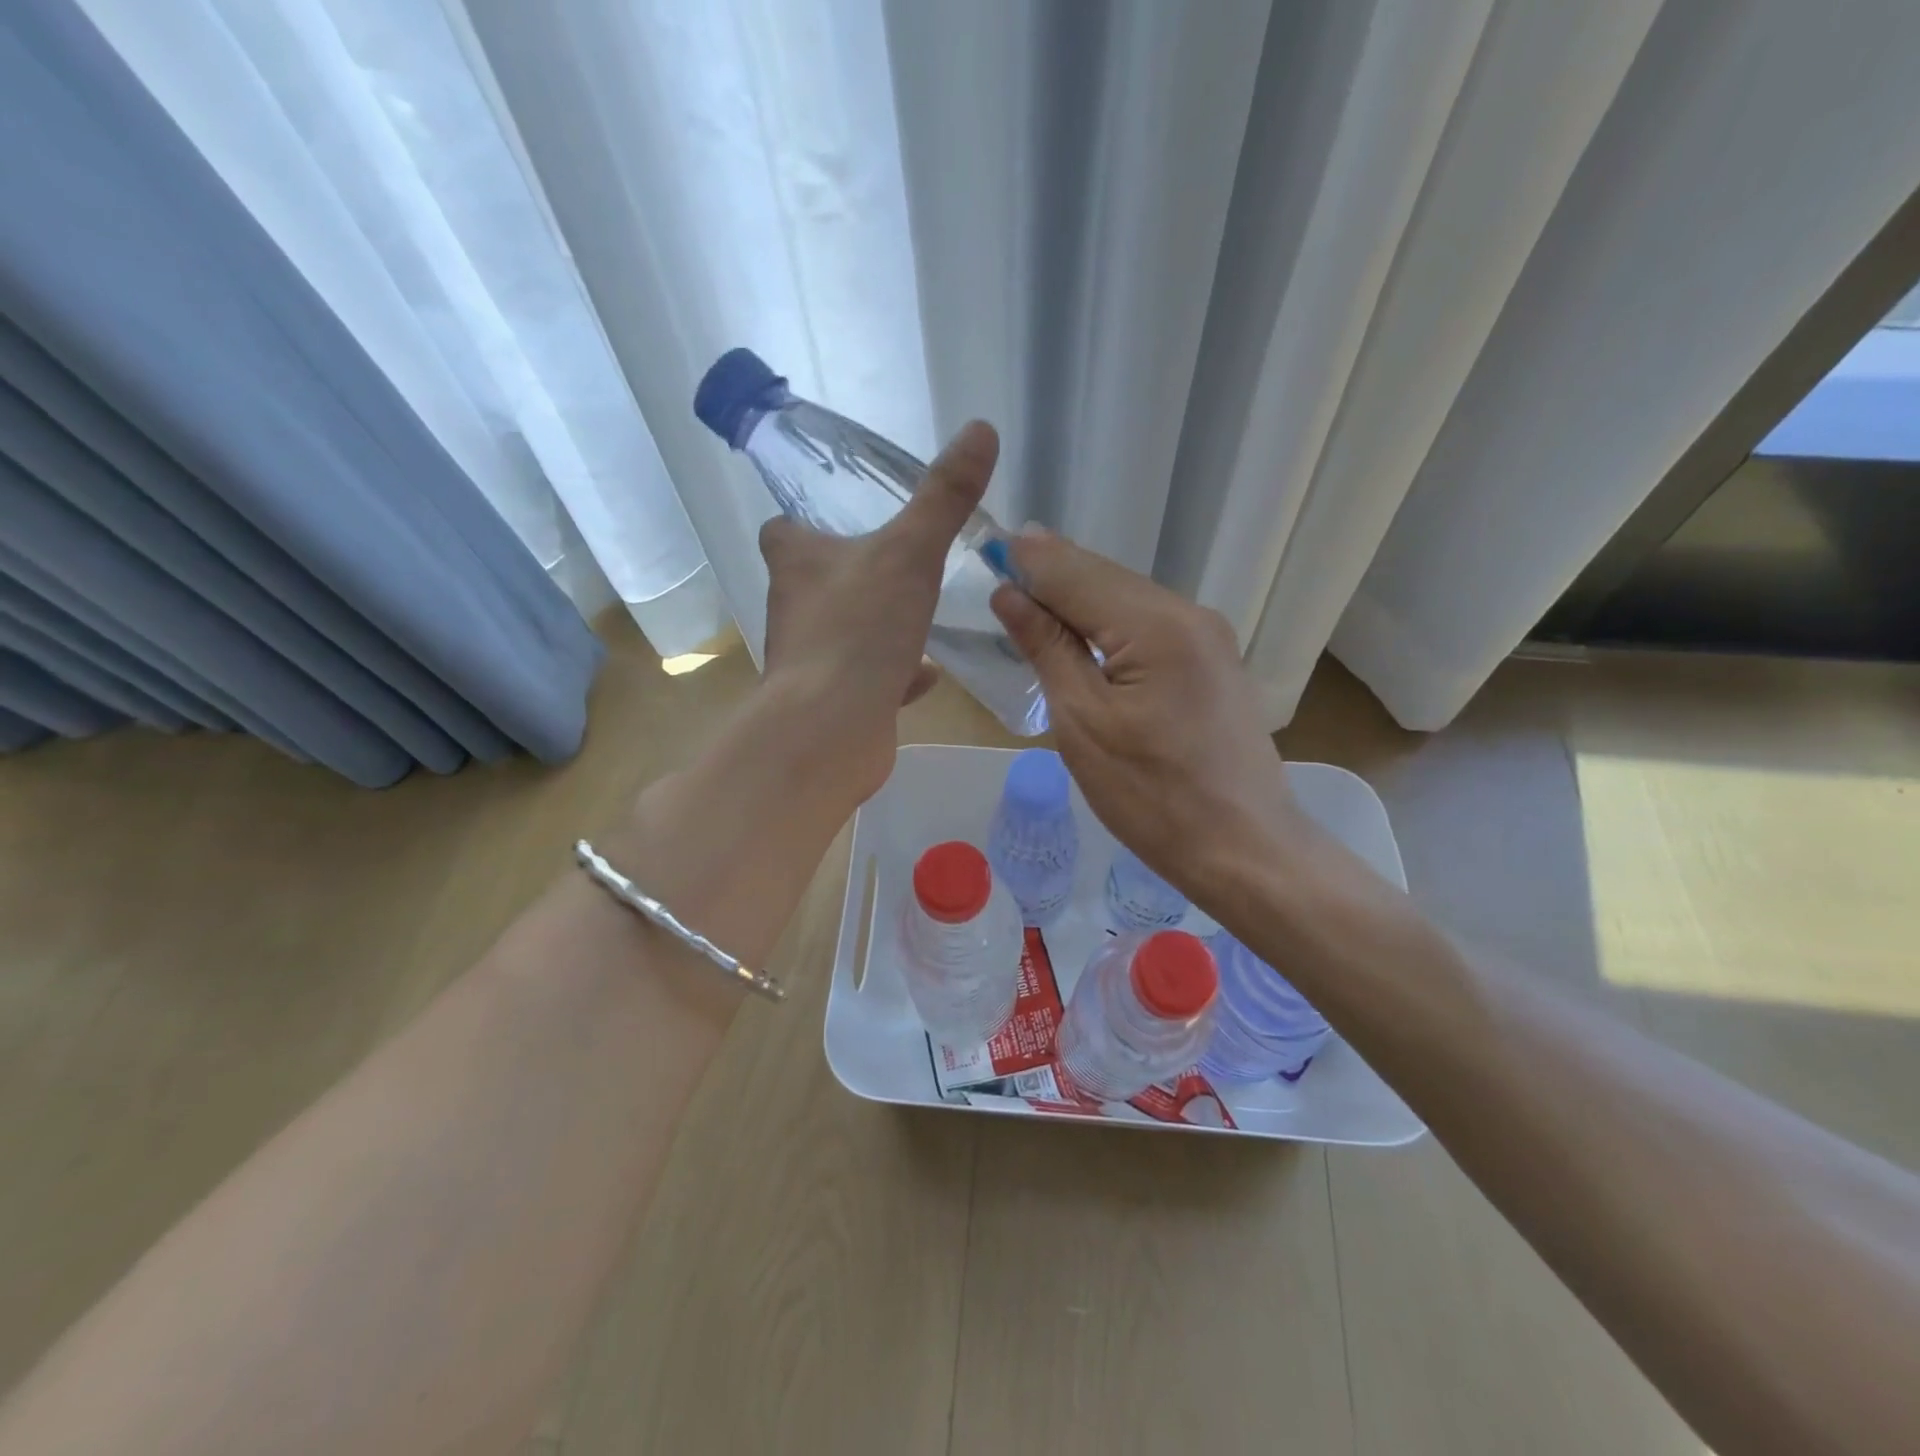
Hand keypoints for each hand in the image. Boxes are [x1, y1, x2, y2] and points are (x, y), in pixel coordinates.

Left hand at [757, 420, 997, 805]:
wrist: (832, 728)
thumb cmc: (860, 628)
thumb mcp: (910, 552)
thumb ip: (944, 497)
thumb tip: (981, 429)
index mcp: (796, 562)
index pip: (783, 530)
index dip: (805, 522)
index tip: (841, 519)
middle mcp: (793, 608)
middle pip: (814, 581)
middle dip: (849, 574)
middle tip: (895, 564)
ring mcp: (809, 660)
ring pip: (841, 632)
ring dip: (872, 625)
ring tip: (913, 615)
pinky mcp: (830, 703)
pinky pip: (865, 679)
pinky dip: (891, 674)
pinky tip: (925, 675)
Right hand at [989, 530, 1310, 894]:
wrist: (1242, 849)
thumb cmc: (1151, 796)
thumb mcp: (1082, 722)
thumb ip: (1047, 647)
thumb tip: (1009, 594)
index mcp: (1156, 624)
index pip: (1075, 573)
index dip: (1027, 562)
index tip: (984, 549)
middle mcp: (1189, 613)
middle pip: (1104, 579)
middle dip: (1051, 577)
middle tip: (998, 577)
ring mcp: (1208, 637)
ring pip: (1126, 601)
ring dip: (1077, 603)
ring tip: (1029, 606)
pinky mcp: (1212, 662)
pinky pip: (1148, 627)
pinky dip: (1108, 627)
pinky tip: (1081, 639)